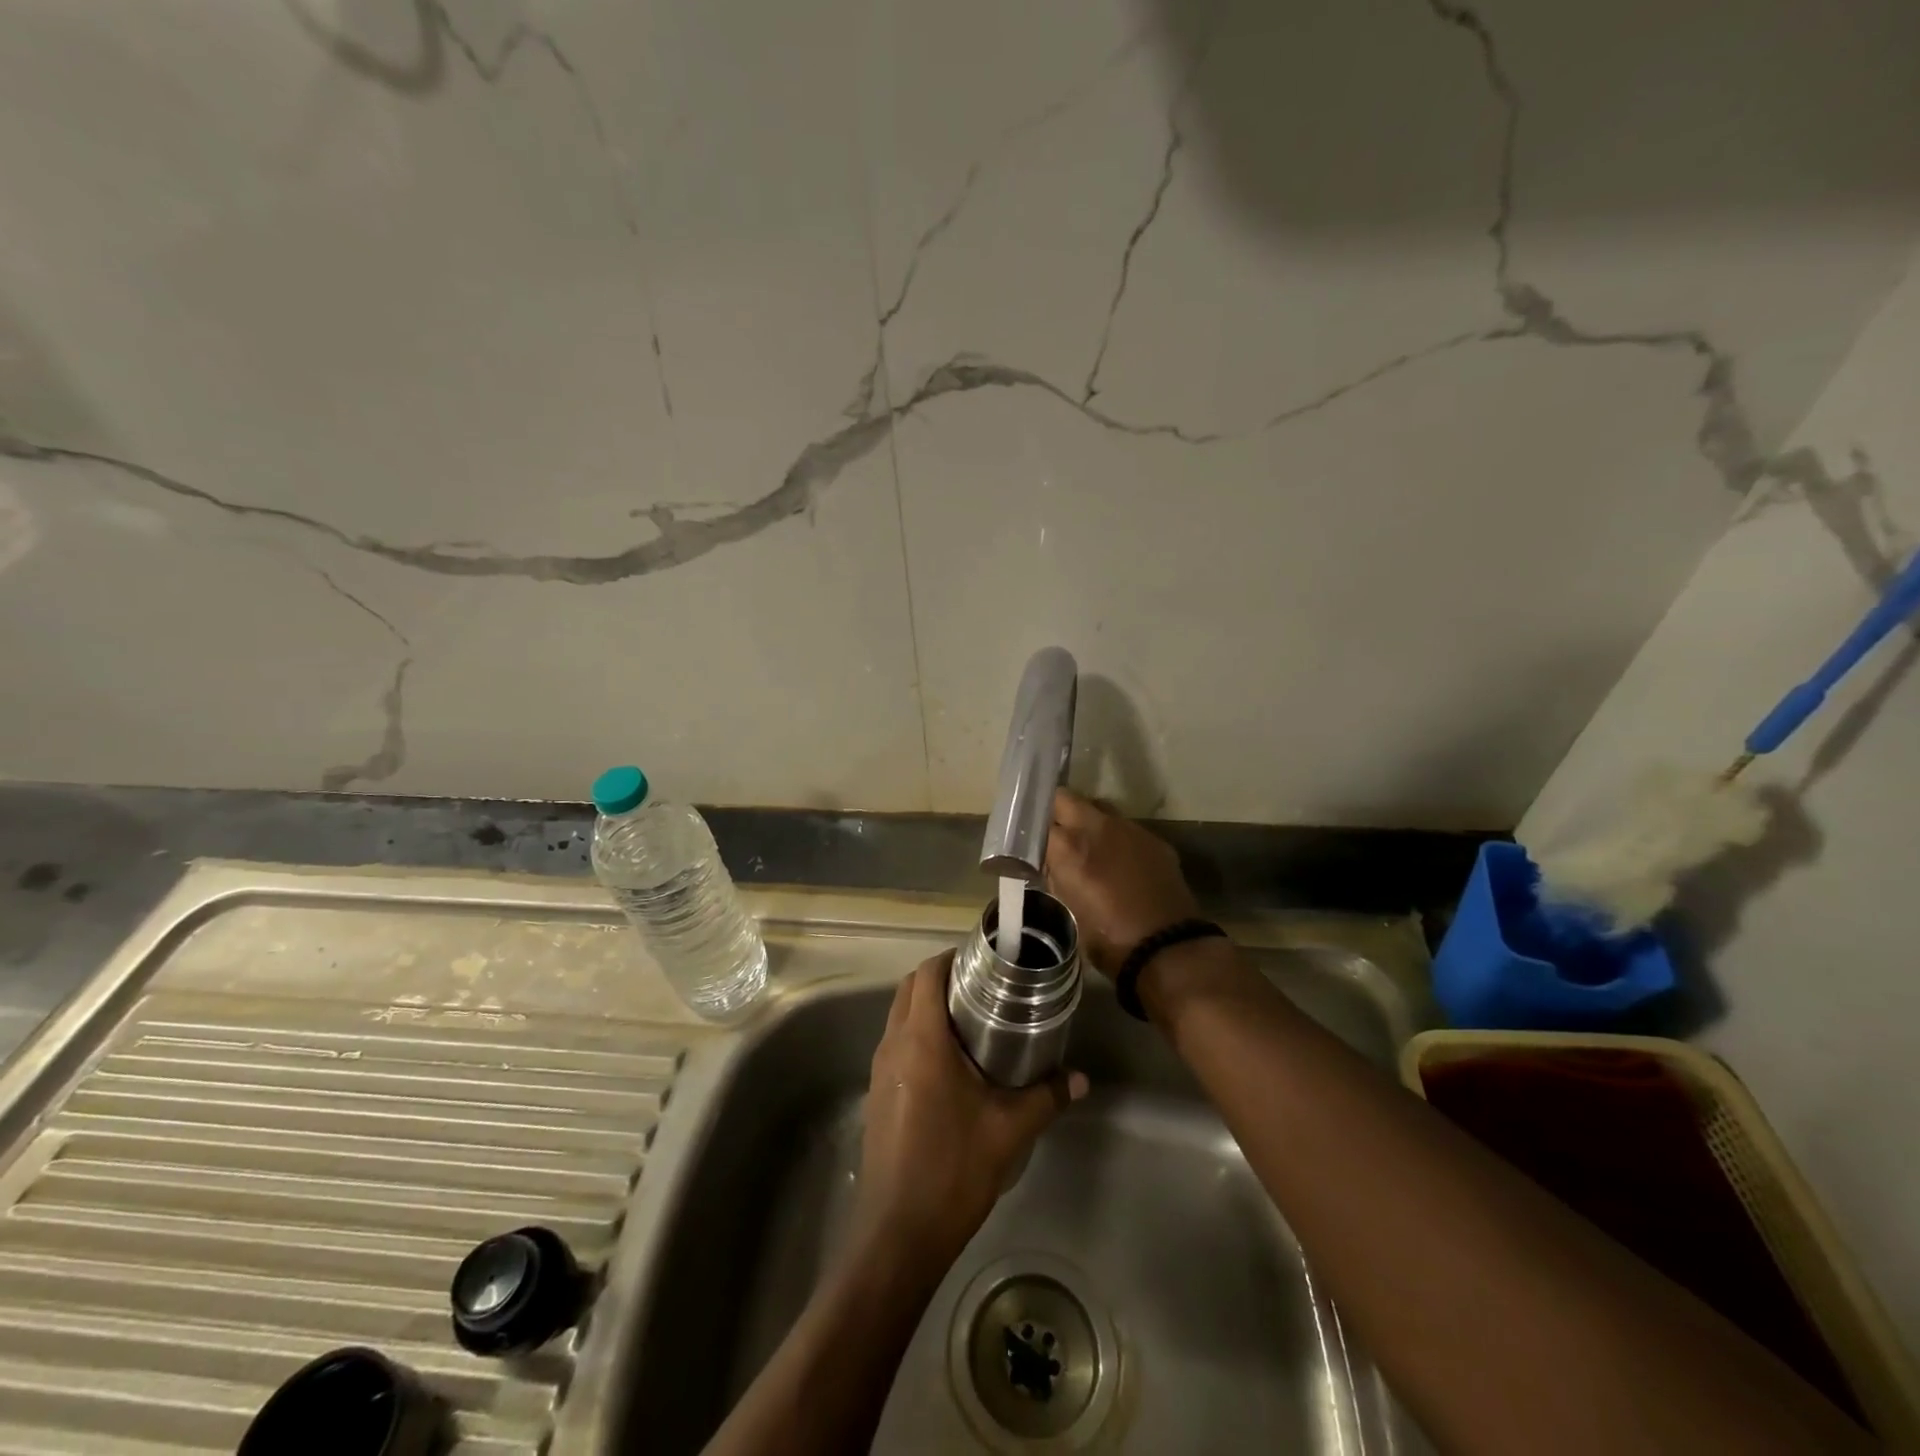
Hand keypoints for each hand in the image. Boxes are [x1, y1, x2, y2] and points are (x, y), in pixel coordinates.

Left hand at [856, 954, 1087, 1267]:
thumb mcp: (1009, 1130)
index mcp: (921, 1040)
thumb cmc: (953, 1169)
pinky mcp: (877, 1094)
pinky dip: (918, 1035)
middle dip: (940, 978)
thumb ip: (1047, 1096)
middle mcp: (893, 1044)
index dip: (951, 958)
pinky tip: (951, 1064)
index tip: (983, 962)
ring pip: (899, 1016)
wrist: (898, 1232)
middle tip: (982, 988)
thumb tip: (1081, 1079)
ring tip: (971, 1020)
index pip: (927, 974)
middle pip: (909, 989)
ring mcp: (880, 1070)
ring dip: (927, 1007)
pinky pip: (896, 1044)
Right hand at [1044, 788, 1200, 976]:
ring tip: (1090, 847)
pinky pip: (1127, 828)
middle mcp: (1096, 827)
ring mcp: (1129, 829)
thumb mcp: (1068, 909)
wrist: (1168, 949)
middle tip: (1055, 835)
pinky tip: (1121, 863)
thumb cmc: (1108, 940)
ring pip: (1099, 808)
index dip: (1031, 831)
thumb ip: (1056, 876)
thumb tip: (1051, 863)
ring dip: (1090, 821)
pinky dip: (1118, 839)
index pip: (1036, 820)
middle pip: (1065, 798)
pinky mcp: (1154, 840)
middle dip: (1057, 812)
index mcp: (1068, 847)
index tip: (1028, 842)